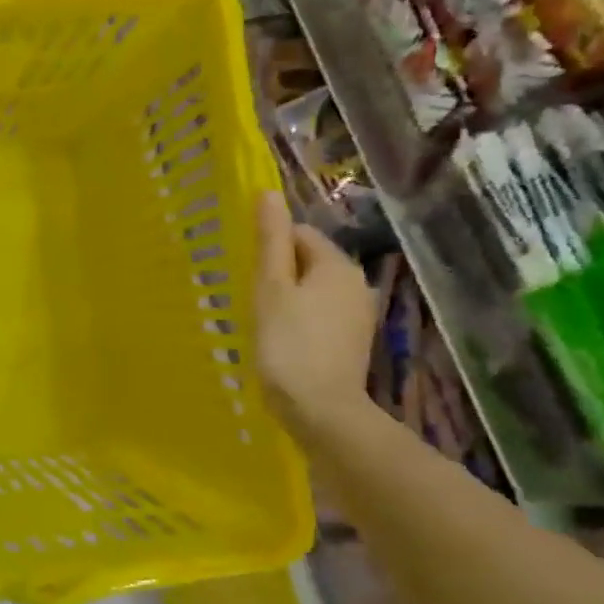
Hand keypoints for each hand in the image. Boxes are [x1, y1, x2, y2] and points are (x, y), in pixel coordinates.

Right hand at [254, 192, 377, 433]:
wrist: (320, 409)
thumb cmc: (287, 343)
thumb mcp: (270, 288)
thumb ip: (270, 241)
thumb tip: (269, 193)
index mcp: (337, 265)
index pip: (300, 235)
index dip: (269, 248)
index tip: (247, 273)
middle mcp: (355, 283)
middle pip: (308, 262)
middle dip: (278, 273)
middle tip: (250, 298)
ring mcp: (357, 315)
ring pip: (313, 290)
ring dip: (287, 298)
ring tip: (262, 321)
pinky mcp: (352, 342)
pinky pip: (320, 315)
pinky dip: (300, 320)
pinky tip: (282, 341)